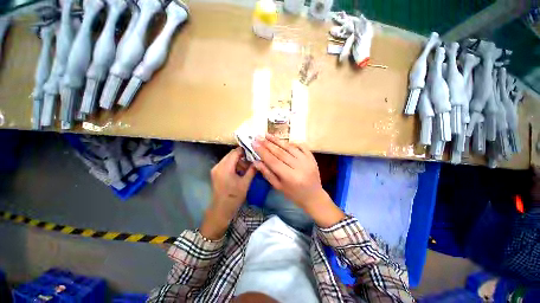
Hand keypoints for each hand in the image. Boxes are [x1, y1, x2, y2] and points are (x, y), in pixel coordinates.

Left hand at [200, 147, 255, 239]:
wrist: (220, 210)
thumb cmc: (234, 197)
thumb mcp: (245, 183)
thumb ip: (252, 170)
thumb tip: (258, 161)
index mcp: (225, 167)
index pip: (235, 152)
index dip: (244, 150)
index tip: (253, 151)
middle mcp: (218, 166)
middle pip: (231, 154)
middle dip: (242, 155)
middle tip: (252, 159)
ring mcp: (216, 169)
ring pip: (229, 159)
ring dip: (238, 160)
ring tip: (248, 166)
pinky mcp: (216, 173)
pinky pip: (226, 164)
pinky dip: (234, 164)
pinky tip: (241, 170)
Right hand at [252, 134, 344, 226]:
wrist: (314, 197)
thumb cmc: (294, 194)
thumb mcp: (278, 187)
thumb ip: (267, 173)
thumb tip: (256, 161)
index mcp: (290, 177)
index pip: (273, 161)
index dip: (262, 152)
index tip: (254, 143)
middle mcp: (299, 167)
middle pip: (281, 152)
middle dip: (268, 144)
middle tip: (258, 137)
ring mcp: (307, 161)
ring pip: (290, 147)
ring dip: (278, 140)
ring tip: (267, 135)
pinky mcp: (312, 158)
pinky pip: (301, 146)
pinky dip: (292, 142)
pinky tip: (283, 140)